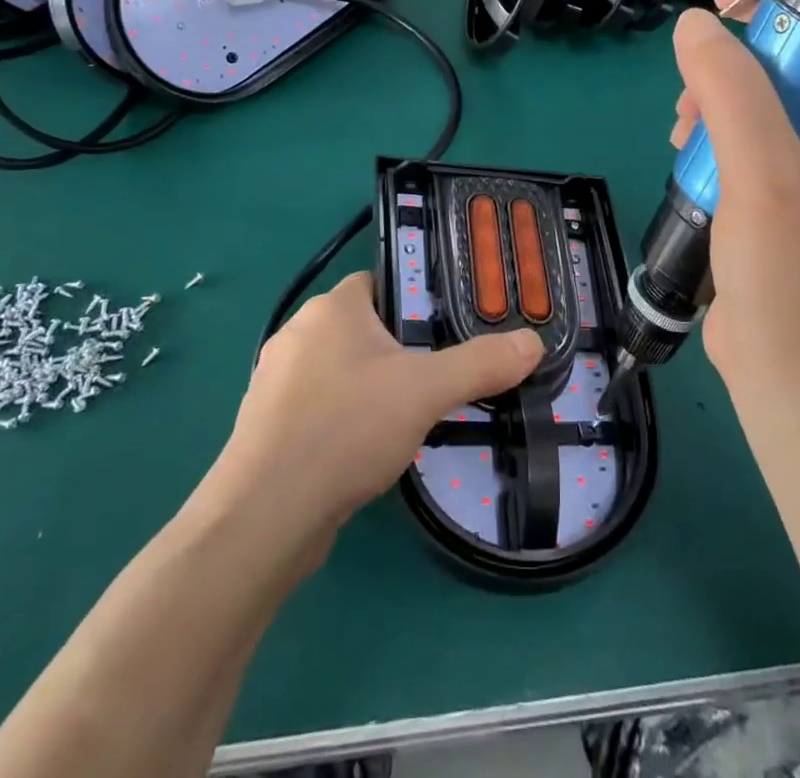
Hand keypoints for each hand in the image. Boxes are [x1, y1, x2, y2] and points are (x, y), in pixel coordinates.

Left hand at [206, 273, 541, 544]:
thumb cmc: (346, 428)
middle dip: (398, 350)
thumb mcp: (426, 391)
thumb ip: (482, 363)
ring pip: (340, 370)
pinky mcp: (266, 425)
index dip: (415, 301)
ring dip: (371, 387)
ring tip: (407, 417)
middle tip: (437, 377)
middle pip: (362, 327)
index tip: (446, 331)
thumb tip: (534, 343)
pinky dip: (344, 419)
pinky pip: (318, 406)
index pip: (380, 283)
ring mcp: (275, 380)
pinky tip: (365, 450)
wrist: (264, 516)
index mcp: (331, 307)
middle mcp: (297, 332)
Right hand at [670, 0, 799, 416]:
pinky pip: (752, 144)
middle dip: (740, 64)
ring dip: (720, 103)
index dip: (798, 5)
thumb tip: (695, 25)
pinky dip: (717, 140)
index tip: (732, 5)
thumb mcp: (762, 169)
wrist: (791, 382)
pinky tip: (687, 157)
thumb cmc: (793, 274)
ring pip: (768, 104)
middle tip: (695, 83)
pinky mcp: (788, 203)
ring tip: (683, 130)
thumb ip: (731, 88)